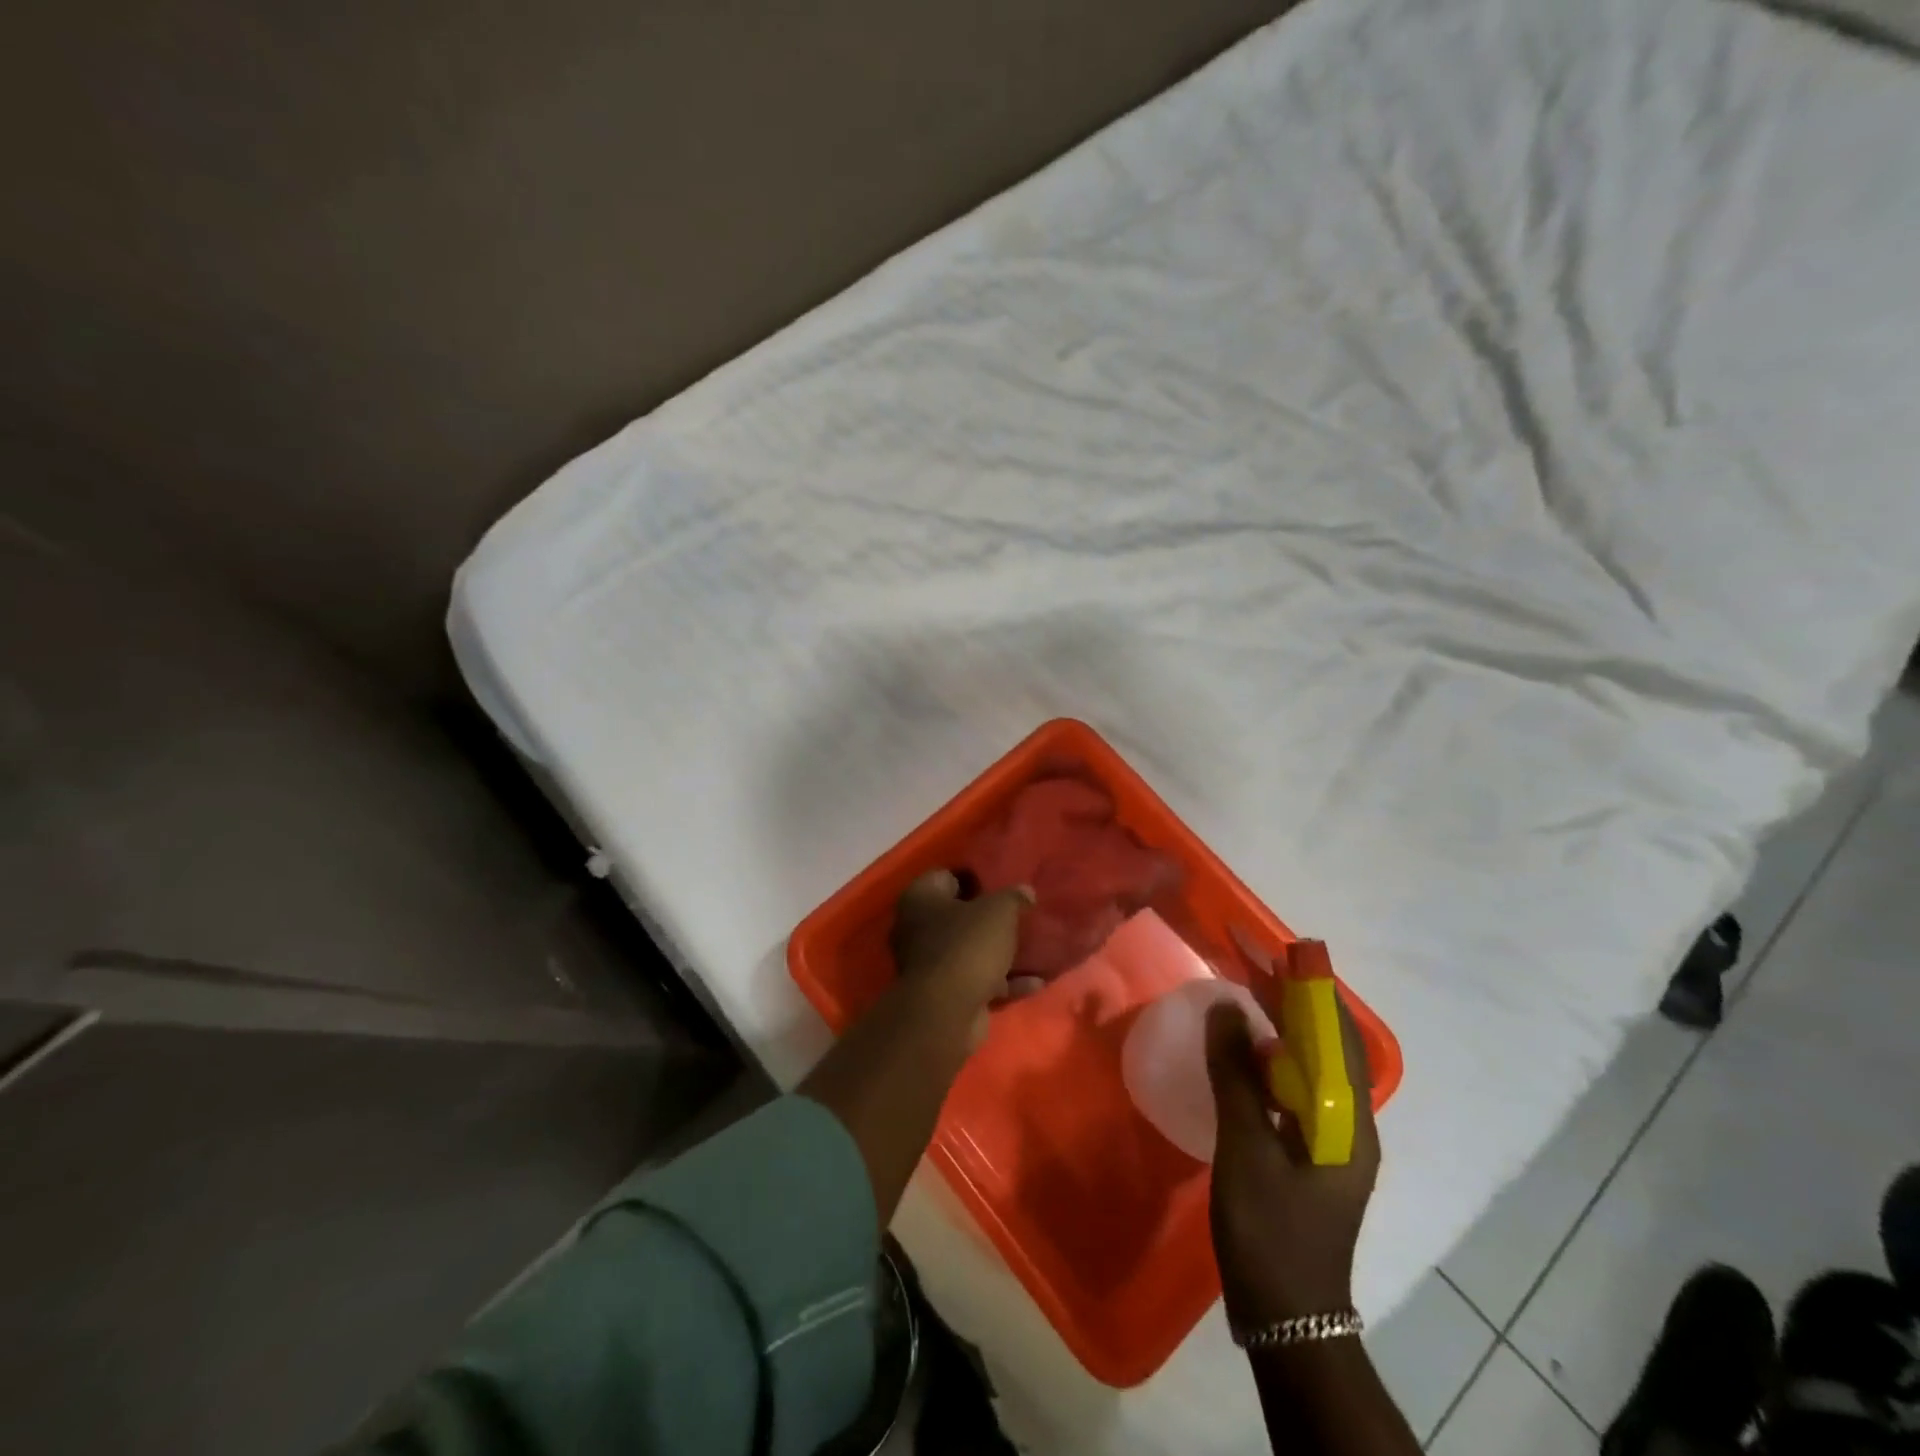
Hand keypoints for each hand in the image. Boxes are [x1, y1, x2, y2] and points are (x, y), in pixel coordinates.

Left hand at [889, 870, 1030, 1046]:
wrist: (947, 1011)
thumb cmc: (967, 945)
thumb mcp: (999, 911)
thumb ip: (1013, 897)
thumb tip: (1024, 891)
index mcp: (920, 898)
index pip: (946, 876)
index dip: (975, 878)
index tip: (1003, 882)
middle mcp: (916, 927)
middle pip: (958, 915)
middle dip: (988, 917)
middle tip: (1019, 914)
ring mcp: (928, 963)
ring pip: (969, 950)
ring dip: (998, 952)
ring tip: (1033, 947)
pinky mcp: (944, 994)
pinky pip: (977, 980)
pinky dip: (1003, 981)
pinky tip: (1034, 982)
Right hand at [1206, 972, 1380, 1328]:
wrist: (1287, 1318)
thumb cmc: (1271, 1231)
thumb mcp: (1247, 1148)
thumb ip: (1236, 1076)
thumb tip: (1225, 1009)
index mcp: (1349, 1121)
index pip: (1338, 1035)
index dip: (1311, 987)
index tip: (1279, 948)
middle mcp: (1350, 1123)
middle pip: (1327, 1045)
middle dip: (1293, 998)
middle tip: (1251, 960)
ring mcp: (1331, 1139)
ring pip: (1310, 1065)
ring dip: (1281, 1025)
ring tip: (1245, 991)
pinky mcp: (1310, 1152)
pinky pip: (1295, 1088)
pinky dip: (1271, 1059)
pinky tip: (1243, 1052)